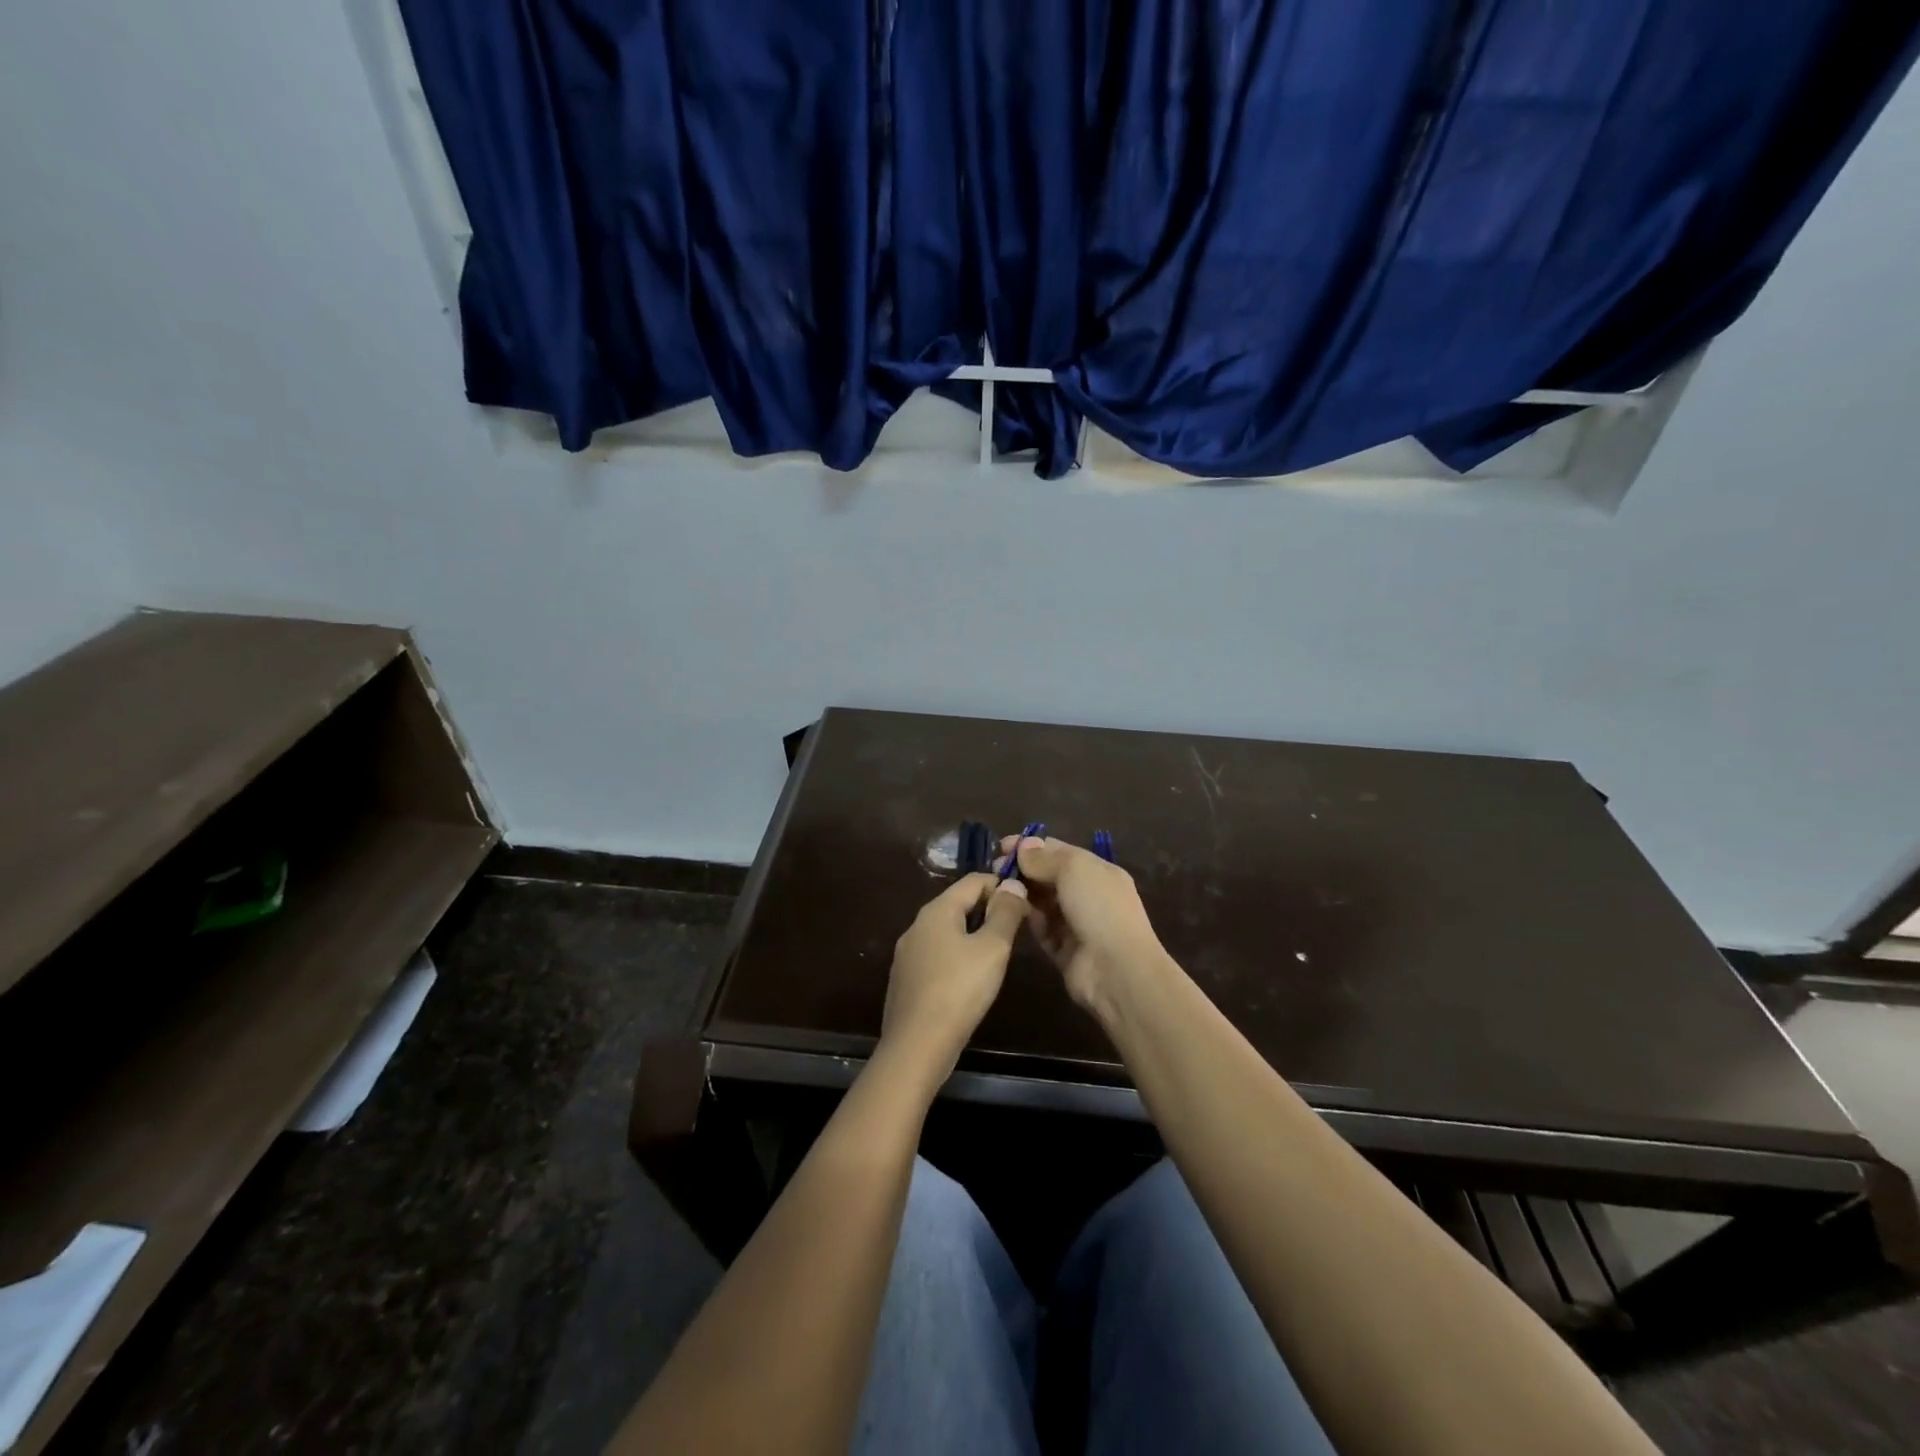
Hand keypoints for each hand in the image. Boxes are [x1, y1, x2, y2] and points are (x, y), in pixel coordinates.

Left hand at [880, 872, 1028, 1078]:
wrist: (916, 1046)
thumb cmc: (959, 990)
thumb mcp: (992, 949)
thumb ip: (1005, 913)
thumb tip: (1013, 884)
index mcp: (937, 910)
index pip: (973, 880)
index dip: (1002, 885)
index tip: (1026, 903)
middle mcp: (917, 925)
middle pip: (958, 904)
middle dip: (988, 910)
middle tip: (1016, 930)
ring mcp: (907, 953)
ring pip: (947, 931)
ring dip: (973, 935)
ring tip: (997, 955)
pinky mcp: (905, 979)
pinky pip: (937, 955)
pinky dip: (957, 956)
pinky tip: (970, 980)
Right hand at [999, 836, 1168, 1017]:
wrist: (1116, 969)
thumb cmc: (1099, 907)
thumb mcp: (1074, 869)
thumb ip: (1045, 858)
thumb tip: (1024, 846)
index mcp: (1098, 871)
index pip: (1060, 851)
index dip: (1031, 846)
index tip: (1002, 846)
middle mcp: (1088, 894)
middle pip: (1049, 876)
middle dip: (1024, 869)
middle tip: (995, 868)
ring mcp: (1076, 923)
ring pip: (1043, 902)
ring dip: (1023, 893)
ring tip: (998, 888)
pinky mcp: (1063, 949)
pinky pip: (1041, 928)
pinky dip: (1027, 918)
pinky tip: (1009, 910)